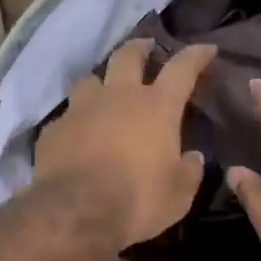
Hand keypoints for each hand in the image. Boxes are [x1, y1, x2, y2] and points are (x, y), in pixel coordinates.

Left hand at [33, 40, 216, 250]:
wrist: (75, 212)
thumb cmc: (138, 199)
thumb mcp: (178, 194)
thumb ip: (189, 171)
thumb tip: (194, 158)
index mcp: (157, 107)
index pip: (182, 68)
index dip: (196, 55)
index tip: (206, 49)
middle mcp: (118, 97)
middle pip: (128, 55)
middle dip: (140, 47)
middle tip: (147, 47)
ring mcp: (81, 109)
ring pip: (91, 79)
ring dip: (102, 81)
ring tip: (105, 91)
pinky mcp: (54, 129)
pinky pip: (68, 116)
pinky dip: (77, 121)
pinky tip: (78, 135)